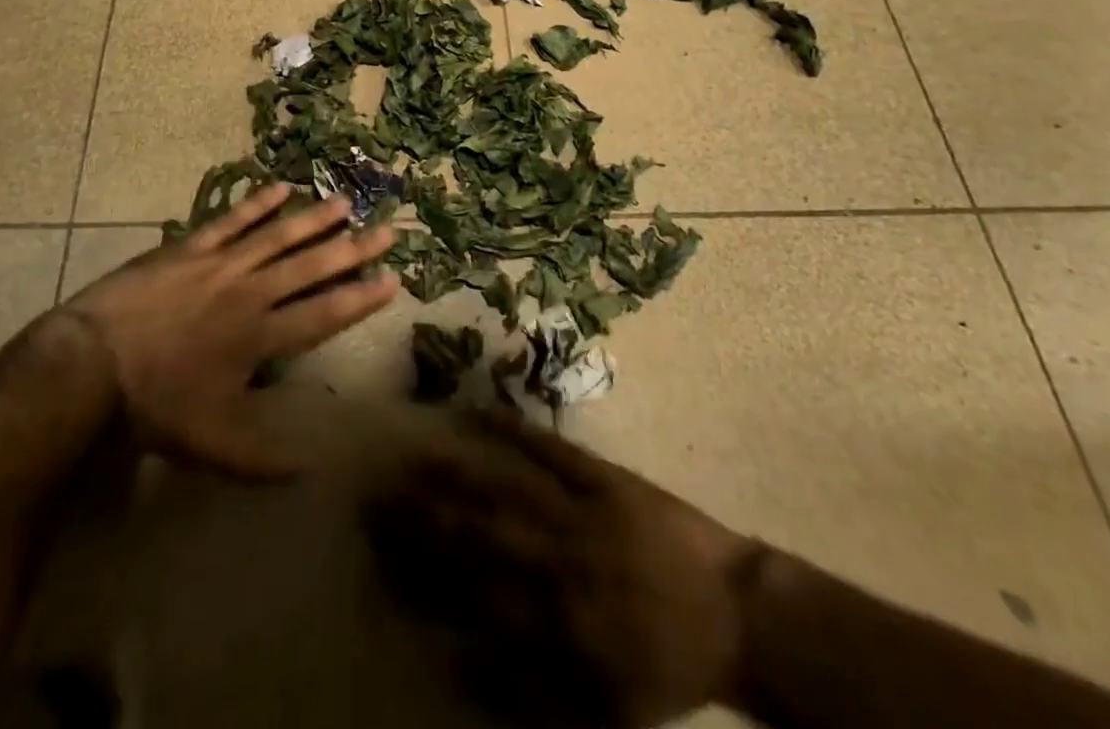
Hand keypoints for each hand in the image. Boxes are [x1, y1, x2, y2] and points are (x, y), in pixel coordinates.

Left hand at [59, 183, 397, 477]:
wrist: (92, 365)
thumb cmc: (155, 406)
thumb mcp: (211, 445)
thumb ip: (263, 461)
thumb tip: (312, 470)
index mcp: (261, 337)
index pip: (324, 313)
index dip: (361, 297)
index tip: (393, 279)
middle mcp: (251, 293)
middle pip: (311, 267)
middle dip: (352, 249)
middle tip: (386, 230)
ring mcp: (221, 264)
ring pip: (278, 236)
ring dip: (313, 220)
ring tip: (345, 203)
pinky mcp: (191, 247)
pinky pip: (231, 220)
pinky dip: (257, 204)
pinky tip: (281, 188)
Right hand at [363, 410, 759, 728]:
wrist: (735, 615)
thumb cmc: (661, 663)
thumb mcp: (597, 705)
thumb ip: (523, 689)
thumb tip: (453, 662)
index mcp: (553, 623)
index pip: (467, 595)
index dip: (417, 575)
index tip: (376, 552)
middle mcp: (555, 562)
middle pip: (475, 535)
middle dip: (420, 517)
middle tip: (374, 493)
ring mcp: (577, 511)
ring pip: (503, 488)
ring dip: (455, 471)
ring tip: (411, 454)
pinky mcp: (601, 477)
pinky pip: (550, 449)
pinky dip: (512, 429)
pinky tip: (476, 411)